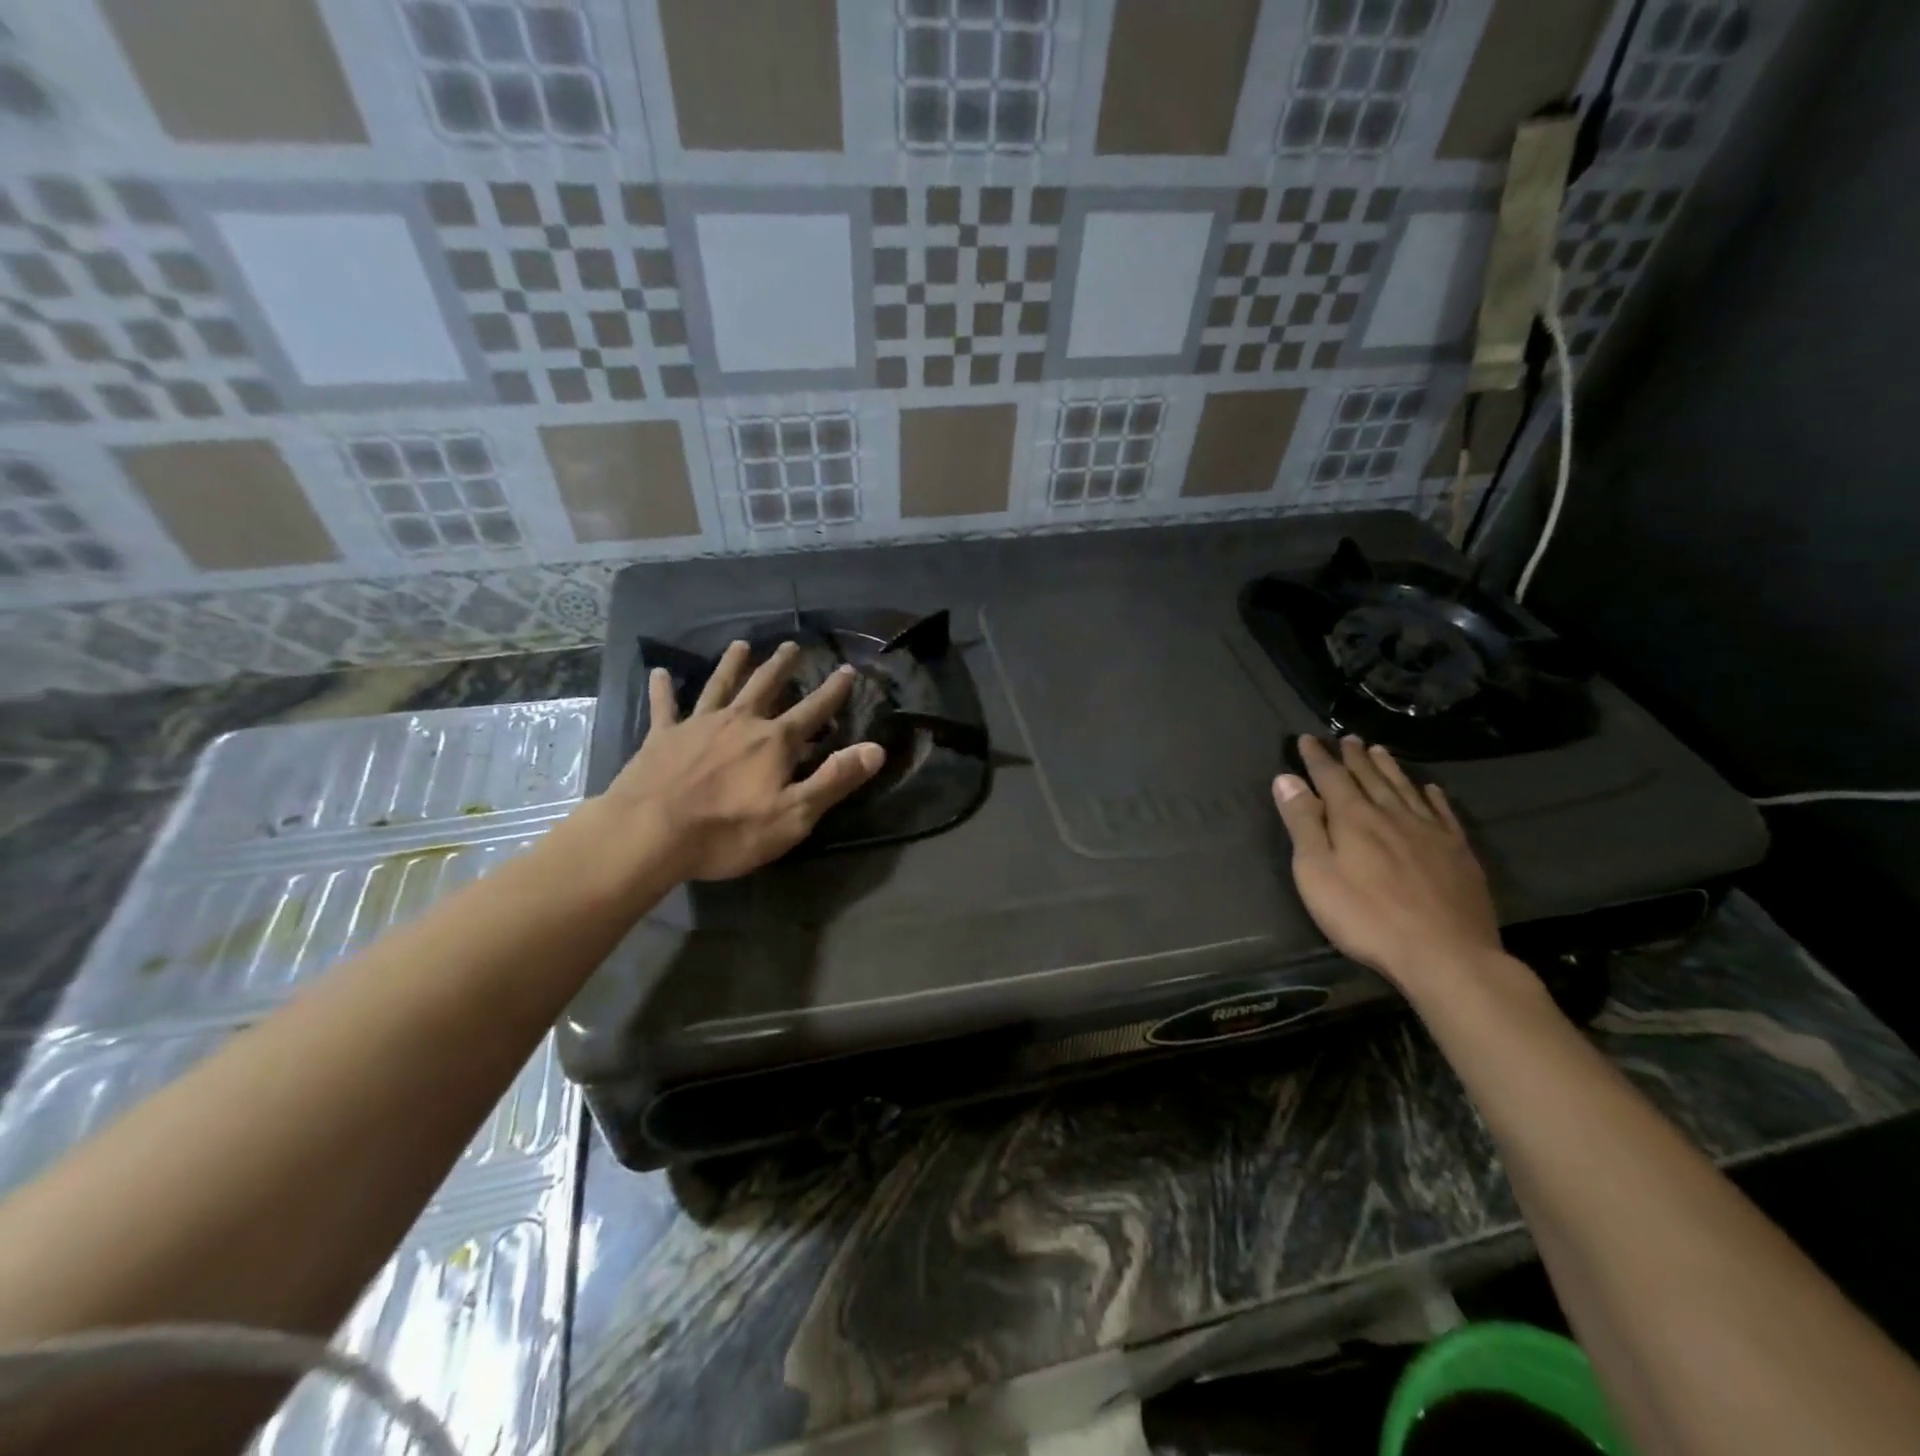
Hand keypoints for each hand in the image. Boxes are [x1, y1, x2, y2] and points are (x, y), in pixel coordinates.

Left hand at [605, 639, 884, 881]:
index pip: (813, 710)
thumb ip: (835, 779)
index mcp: (774, 742)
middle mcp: (739, 722)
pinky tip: (659, 672)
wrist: (649, 833)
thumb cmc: (728, 831)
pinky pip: (665, 707)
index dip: (833, 691)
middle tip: (791, 645)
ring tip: (741, 645)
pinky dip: (664, 689)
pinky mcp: (662, 737)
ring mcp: (698, 725)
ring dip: (732, 665)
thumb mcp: (794, 815)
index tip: (847, 668)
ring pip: (720, 686)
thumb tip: (877, 749)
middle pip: (765, 687)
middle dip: (781, 666)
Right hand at [1271, 735, 1501, 995]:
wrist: (1446, 954)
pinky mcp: (1458, 853)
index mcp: (1354, 819)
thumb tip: (1286, 779)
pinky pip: (1443, 813)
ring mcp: (1430, 832)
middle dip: (1354, 757)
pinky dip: (1433, 796)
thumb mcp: (1316, 873)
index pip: (1331, 777)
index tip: (1307, 739)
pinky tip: (1430, 789)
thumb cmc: (1366, 917)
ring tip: (1379, 750)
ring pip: (1405, 789)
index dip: (1317, 758)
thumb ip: (1303, 824)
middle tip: (1347, 738)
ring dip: (1389, 768)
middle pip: (1370, 777)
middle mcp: (1392, 815)